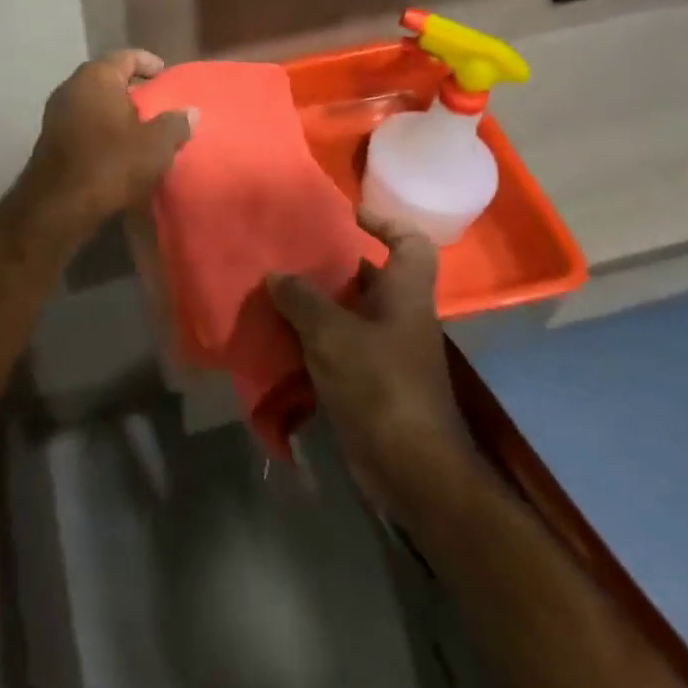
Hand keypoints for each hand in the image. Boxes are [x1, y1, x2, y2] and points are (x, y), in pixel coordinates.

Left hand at [12, 49, 194, 235]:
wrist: (58, 206)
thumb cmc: (110, 164)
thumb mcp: (155, 146)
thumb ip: (176, 124)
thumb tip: (191, 112)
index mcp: (96, 77)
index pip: (126, 56)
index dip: (148, 62)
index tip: (165, 74)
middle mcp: (72, 86)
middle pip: (108, 77)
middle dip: (132, 87)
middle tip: (156, 101)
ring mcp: (57, 112)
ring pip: (93, 100)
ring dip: (115, 109)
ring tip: (141, 125)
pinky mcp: (51, 137)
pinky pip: (83, 121)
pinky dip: (101, 126)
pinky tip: (117, 145)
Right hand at [267, 210, 475, 511]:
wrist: (411, 471)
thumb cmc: (379, 386)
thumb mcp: (332, 334)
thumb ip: (301, 299)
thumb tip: (277, 276)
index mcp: (405, 295)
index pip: (410, 243)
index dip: (385, 222)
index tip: (349, 216)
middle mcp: (400, 317)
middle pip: (370, 276)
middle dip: (333, 265)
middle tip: (292, 255)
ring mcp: (388, 352)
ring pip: (350, 313)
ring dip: (316, 305)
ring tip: (276, 292)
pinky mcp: (372, 383)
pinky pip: (340, 347)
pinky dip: (314, 340)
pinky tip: (282, 338)